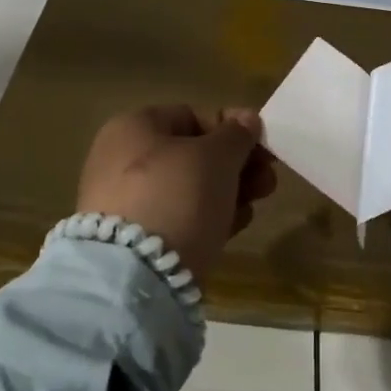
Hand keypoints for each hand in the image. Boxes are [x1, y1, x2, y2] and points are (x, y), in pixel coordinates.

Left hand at [75, 105, 276, 278]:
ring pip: (188, 188)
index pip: (192, 115)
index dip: (232, 127)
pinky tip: (236, 225)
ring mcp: (125, 201)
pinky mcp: (133, 240)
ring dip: (228, 191)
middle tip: (268, 179)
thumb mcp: (217, 157)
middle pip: (192, 153)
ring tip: (257, 203)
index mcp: (133, 127)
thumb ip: (236, 135)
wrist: (136, 275)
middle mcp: (122, 159)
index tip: (263, 144)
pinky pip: (179, 217)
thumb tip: (247, 119)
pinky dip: (208, 217)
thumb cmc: (177, 196)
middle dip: (235, 164)